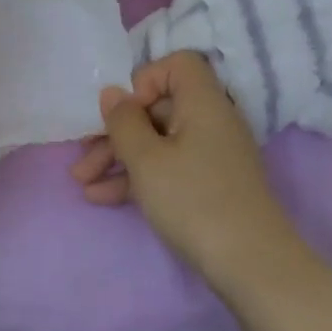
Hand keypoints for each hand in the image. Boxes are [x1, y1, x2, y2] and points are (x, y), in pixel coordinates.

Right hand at [70, 52, 295, 289]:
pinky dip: (137, 177)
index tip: (123, 113)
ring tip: (81, 182)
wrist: (250, 264)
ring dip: (117, 158)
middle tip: (82, 153)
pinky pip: (167, 167)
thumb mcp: (146, 159)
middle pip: (158, 108)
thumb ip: (123, 122)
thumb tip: (113, 93)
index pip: (176, 66)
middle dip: (115, 130)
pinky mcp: (208, 184)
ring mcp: (211, 155)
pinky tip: (100, 197)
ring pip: (157, 142)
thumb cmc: (193, 200)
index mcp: (203, 103)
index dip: (144, 81)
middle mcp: (211, 122)